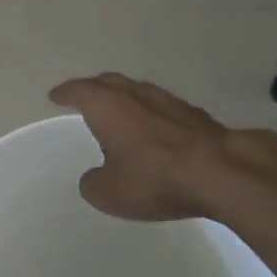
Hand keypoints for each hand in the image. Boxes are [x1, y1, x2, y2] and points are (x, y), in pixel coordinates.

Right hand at [48, 73, 276, 222]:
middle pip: (108, 82)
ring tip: (118, 111)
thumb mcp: (109, 193)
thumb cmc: (154, 178)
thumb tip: (95, 176)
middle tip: (84, 97)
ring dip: (124, 98)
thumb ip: (93, 183)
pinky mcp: (194, 113)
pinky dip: (150, 113)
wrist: (221, 172)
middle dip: (93, 88)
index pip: (78, 90)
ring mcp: (167, 99)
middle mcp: (134, 93)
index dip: (65, 93)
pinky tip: (153, 128)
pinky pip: (161, 106)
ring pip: (137, 91)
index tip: (55, 96)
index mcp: (106, 105)